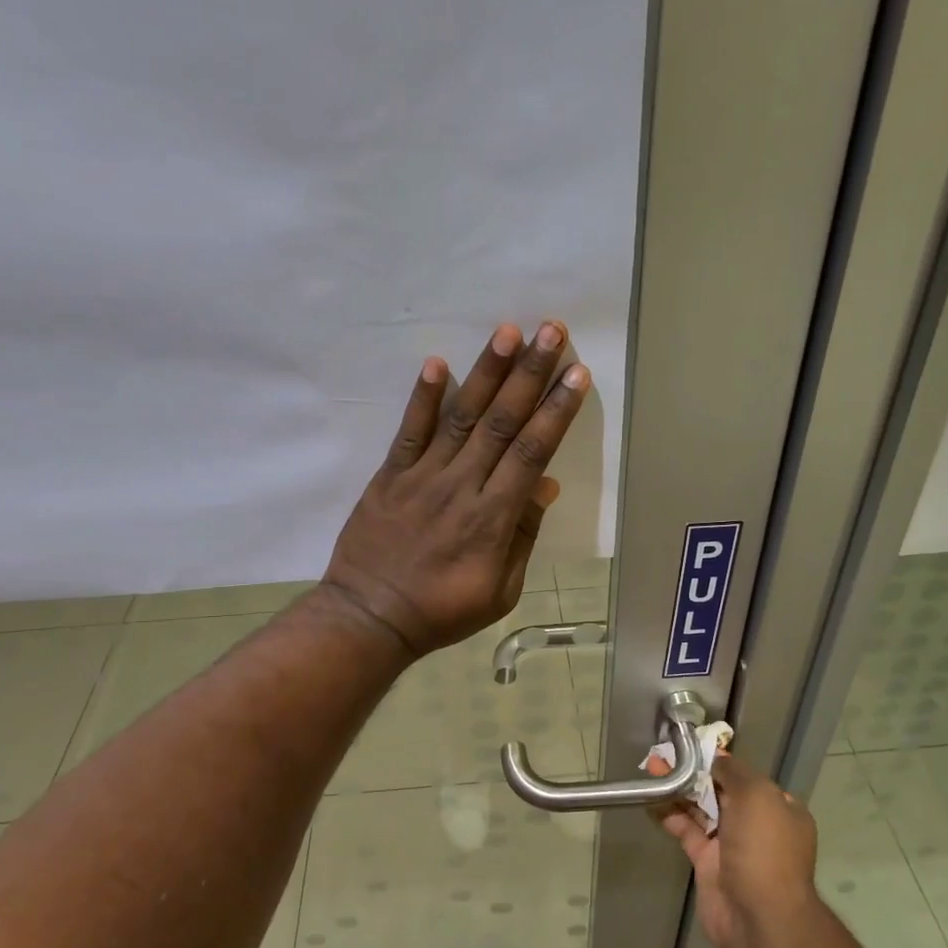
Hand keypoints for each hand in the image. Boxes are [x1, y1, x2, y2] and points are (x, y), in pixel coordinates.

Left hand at [322, 321, 588, 656]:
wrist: (370, 618)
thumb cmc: (442, 611)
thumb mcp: (500, 591)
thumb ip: (522, 536)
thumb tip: (544, 486)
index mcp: (493, 519)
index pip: (531, 453)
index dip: (556, 412)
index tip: (576, 374)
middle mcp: (461, 487)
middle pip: (501, 423)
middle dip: (530, 374)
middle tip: (551, 330)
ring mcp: (422, 477)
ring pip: (461, 417)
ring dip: (486, 372)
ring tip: (508, 332)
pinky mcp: (389, 476)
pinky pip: (409, 431)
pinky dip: (423, 397)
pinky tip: (437, 363)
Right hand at [658, 751, 820, 947]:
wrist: (758, 918)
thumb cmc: (764, 849)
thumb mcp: (757, 796)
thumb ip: (734, 771)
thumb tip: (716, 757)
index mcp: (778, 808)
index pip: (746, 776)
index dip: (719, 759)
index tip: (692, 746)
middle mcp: (757, 825)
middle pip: (720, 790)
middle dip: (693, 772)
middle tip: (664, 754)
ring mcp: (731, 845)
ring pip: (701, 809)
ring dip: (678, 789)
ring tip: (652, 768)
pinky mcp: (708, 863)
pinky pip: (686, 831)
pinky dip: (669, 814)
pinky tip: (650, 799)